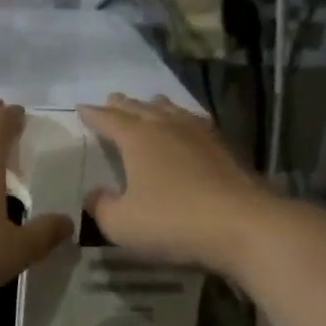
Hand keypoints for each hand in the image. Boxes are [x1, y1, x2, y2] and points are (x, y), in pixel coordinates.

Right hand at [78, 94, 275, 274]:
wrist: (244, 226)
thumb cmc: (173, 222)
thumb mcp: (121, 224)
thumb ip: (101, 207)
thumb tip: (94, 195)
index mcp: (137, 139)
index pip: (109, 120)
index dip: (94, 115)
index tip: (82, 109)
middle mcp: (167, 127)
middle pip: (140, 109)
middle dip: (123, 105)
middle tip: (112, 99)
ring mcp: (200, 135)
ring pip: (172, 111)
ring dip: (156, 107)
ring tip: (151, 103)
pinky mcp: (225, 149)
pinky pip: (198, 124)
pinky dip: (186, 120)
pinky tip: (191, 127)